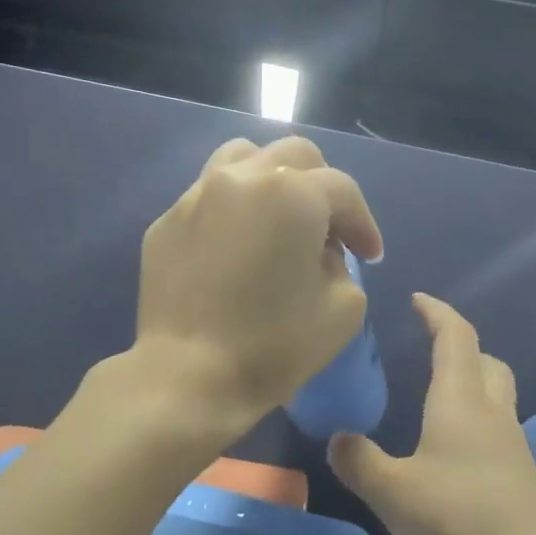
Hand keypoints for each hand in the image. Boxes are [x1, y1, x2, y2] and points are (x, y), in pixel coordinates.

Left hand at [135, 136, 383, 430]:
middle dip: (323, 189)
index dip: (363, 223)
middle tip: (329, 232)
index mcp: (292, 193)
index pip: (343, 190)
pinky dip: (233, 208)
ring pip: (244, 158)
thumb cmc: (274, 346)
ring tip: (279, 219)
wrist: (188, 377)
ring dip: (273, 180)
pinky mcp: (166, 221)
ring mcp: (196, 195)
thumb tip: (319, 252)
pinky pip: (209, 196)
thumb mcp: (344, 309)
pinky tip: (236, 247)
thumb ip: (342, 265)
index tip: (369, 257)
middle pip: (296, 157)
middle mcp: (242, 178)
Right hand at [327, 293, 535, 534]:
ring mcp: (512, 444)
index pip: (454, 337)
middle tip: (431, 349)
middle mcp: (491, 412)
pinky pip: (497, 428)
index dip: (437, 312)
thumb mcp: (392, 490)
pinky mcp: (520, 474)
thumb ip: (359, 461)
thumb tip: (339, 439)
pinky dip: (476, 421)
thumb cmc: (459, 515)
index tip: (418, 299)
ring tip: (438, 400)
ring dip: (472, 382)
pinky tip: (454, 452)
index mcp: (460, 400)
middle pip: (485, 360)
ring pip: (496, 394)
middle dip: (459, 346)